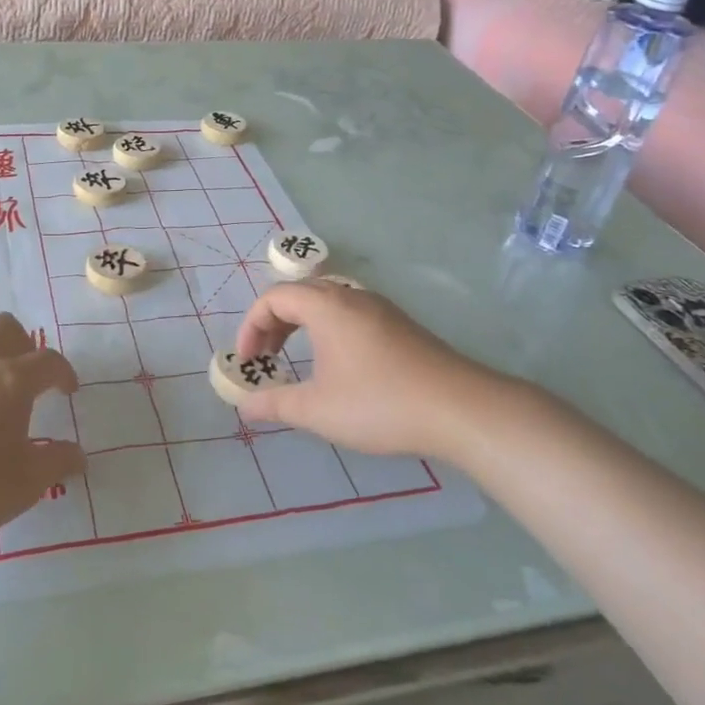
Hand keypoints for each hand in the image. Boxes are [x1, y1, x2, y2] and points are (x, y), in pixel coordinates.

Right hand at [234, 283, 518, 458]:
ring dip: (301, 324)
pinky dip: (327, 328)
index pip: (274, 298)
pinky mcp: (399, 324)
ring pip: (326, 301)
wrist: (460, 409)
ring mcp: (379, 307)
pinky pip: (349, 312)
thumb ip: (275, 404)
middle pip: (299, 293)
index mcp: (326, 306)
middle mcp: (351, 295)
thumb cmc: (380, 404)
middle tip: (265, 357)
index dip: (251, 326)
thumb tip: (244, 406)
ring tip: (294, 358)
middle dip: (273, 323)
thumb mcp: (318, 410)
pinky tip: (336, 363)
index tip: (248, 362)